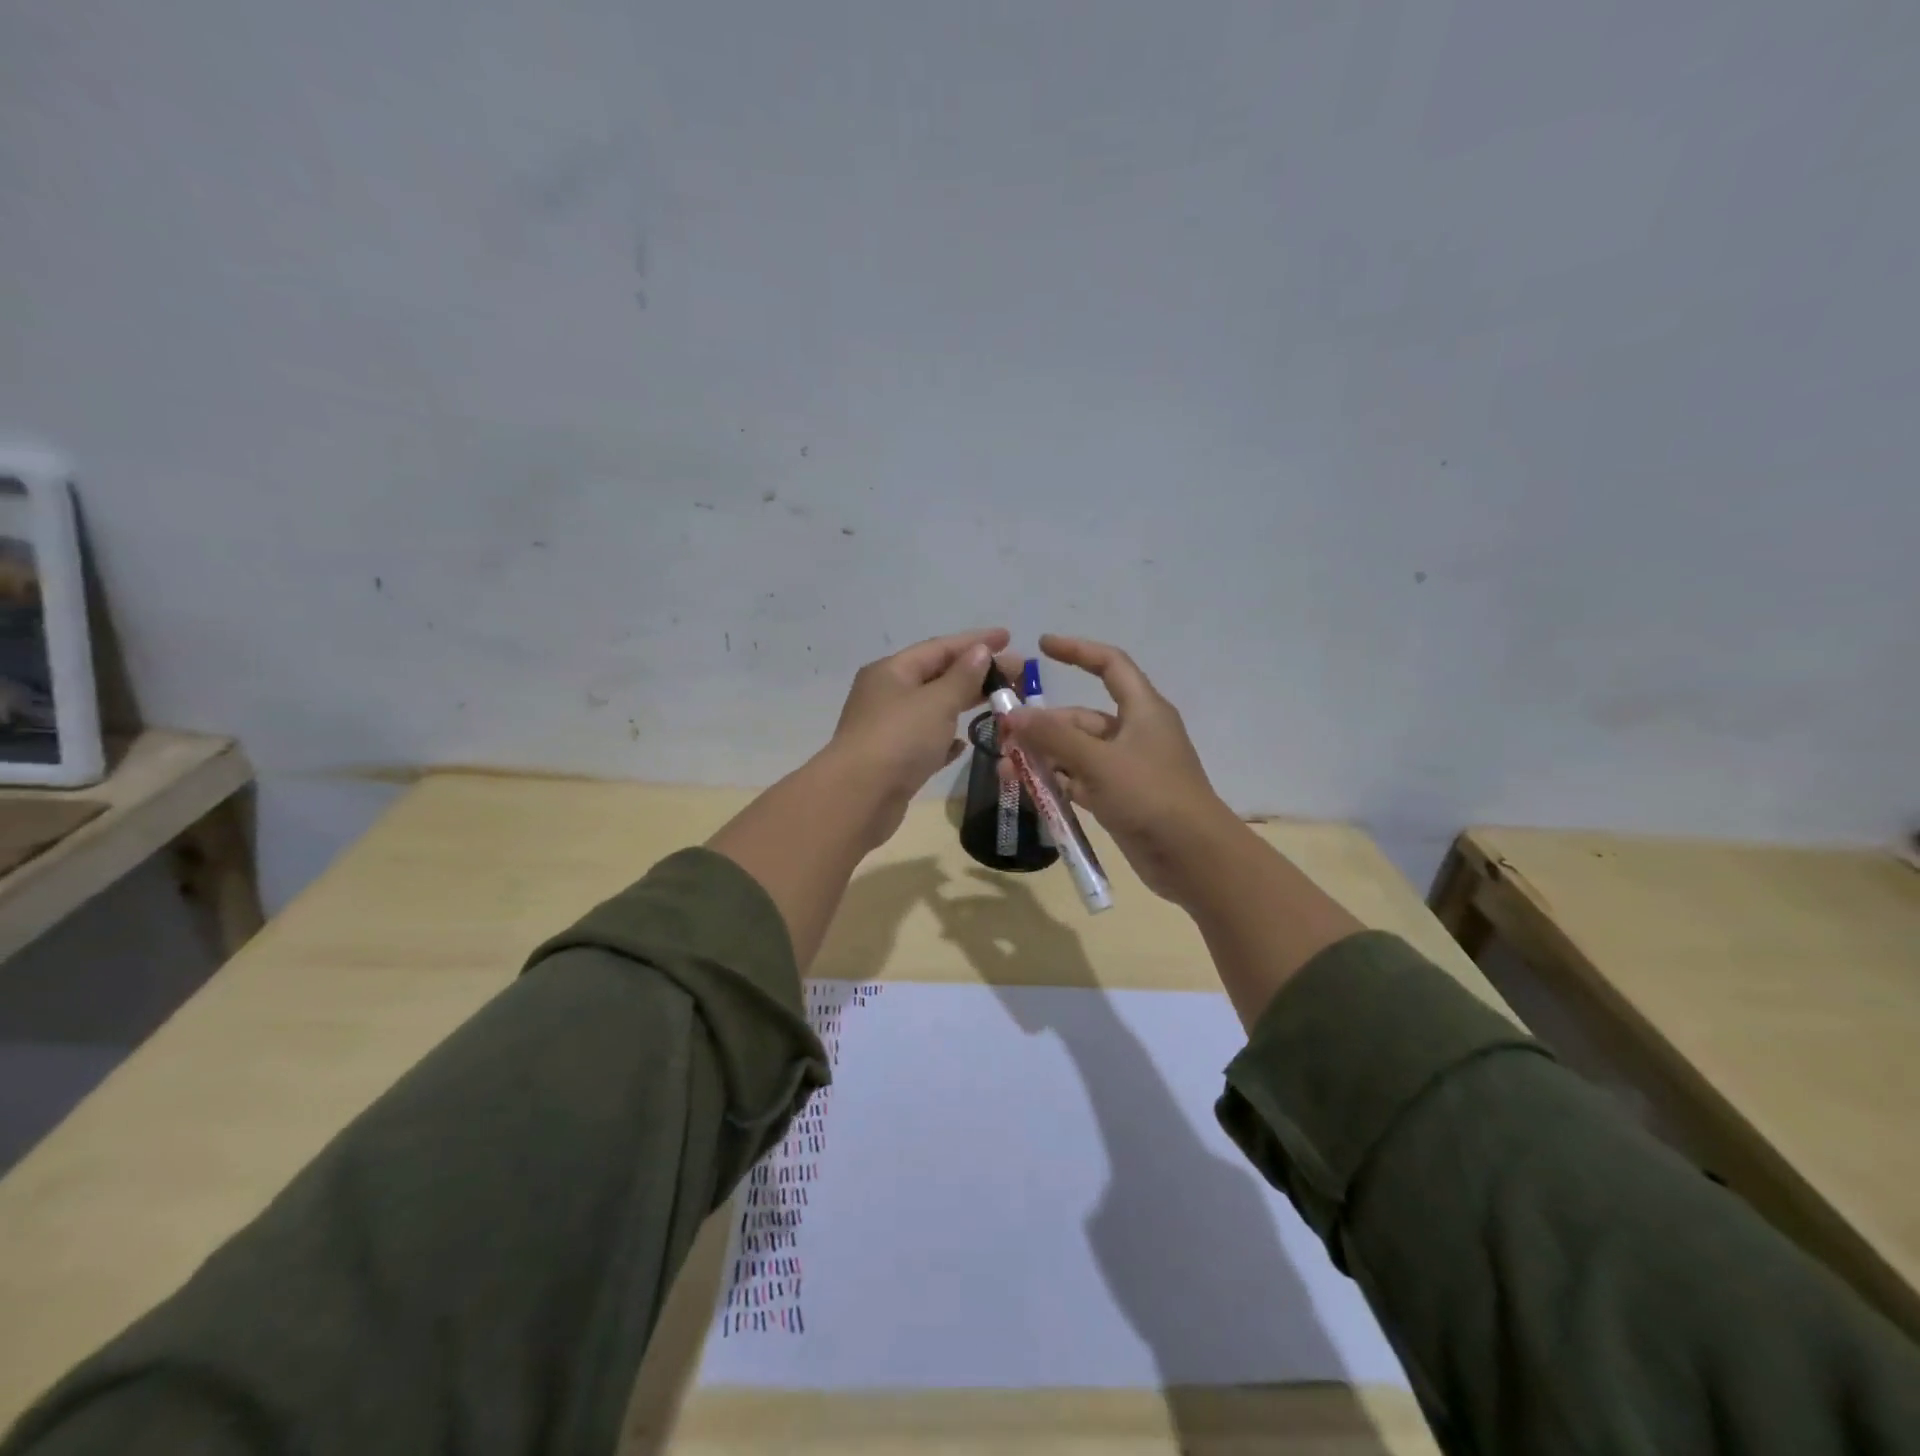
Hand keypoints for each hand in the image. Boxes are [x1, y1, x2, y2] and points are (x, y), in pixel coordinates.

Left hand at [825, 627, 1015, 848]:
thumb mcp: (936, 702)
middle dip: (976, 673)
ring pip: (933, 709)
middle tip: (1016, 674)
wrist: (858, 798)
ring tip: (1000, 703)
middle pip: (937, 676)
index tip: (1008, 637)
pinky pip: (926, 741)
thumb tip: (980, 651)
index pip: (939, 647)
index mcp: (891, 671)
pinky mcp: (894, 761)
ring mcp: (888, 729)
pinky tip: (965, 742)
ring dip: (964, 704)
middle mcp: (887, 695)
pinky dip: (946, 738)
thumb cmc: (899, 740)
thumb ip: (962, 677)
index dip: (975, 641)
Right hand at [1002, 634, 1244, 905]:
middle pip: (1081, 717)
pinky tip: (1026, 789)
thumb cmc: (1151, 796)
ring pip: (1076, 752)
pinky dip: (1055, 782)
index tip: (1042, 646)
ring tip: (1005, 770)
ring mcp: (1126, 768)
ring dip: (1043, 757)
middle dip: (1043, 725)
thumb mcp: (1099, 761)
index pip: (1110, 665)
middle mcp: (1134, 733)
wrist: (1193, 858)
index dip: (1077, 651)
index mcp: (1142, 710)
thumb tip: (1013, 715)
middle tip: (1003, 737)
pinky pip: (1079, 781)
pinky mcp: (1119, 798)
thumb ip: (1054, 737)